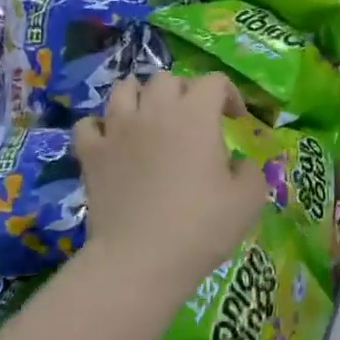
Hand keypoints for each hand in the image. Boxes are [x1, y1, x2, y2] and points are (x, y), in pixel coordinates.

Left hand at [75, 73, 269, 298]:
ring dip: (141, 97)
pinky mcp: (91, 153)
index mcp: (195, 116)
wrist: (140, 260)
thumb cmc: (200, 228)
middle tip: (193, 120)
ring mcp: (117, 129)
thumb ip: (250, 172)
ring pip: (124, 88)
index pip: (213, 81)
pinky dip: (101, 127)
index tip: (237, 120)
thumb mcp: (248, 201)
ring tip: (150, 119)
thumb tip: (239, 164)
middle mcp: (154, 111)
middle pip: (167, 79)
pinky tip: (112, 142)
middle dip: (184, 92)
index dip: (230, 95)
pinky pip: (89, 124)